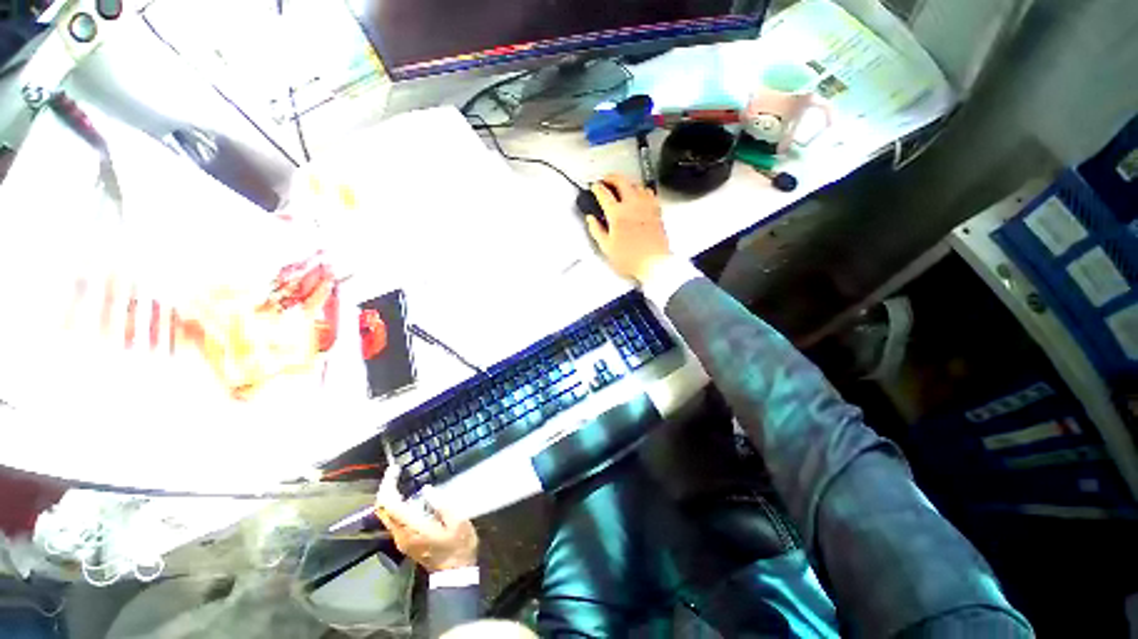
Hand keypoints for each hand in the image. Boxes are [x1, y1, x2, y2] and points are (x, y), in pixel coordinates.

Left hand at [375, 466, 478, 572]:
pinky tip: (410, 496)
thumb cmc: (458, 545)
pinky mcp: (405, 541)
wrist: (454, 573)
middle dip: (386, 488)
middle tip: (397, 472)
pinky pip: (393, 519)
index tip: (396, 469)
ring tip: (403, 480)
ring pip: (386, 515)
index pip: (390, 505)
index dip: (389, 485)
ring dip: (390, 496)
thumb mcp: (457, 521)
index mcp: (412, 528)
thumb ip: (441, 504)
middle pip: (382, 510)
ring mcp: (401, 539)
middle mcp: (400, 534)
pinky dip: (396, 504)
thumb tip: (426, 489)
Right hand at [585, 174, 672, 282]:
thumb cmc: (632, 258)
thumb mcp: (606, 247)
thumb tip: (591, 219)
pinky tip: (638, 195)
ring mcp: (646, 206)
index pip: (604, 193)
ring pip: (636, 184)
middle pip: (621, 180)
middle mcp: (632, 205)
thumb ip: (596, 230)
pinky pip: (648, 192)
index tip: (594, 188)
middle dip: (610, 177)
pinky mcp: (656, 210)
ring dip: (626, 182)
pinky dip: (641, 190)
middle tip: (605, 180)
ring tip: (620, 187)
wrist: (653, 263)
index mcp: (617, 214)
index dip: (596, 188)